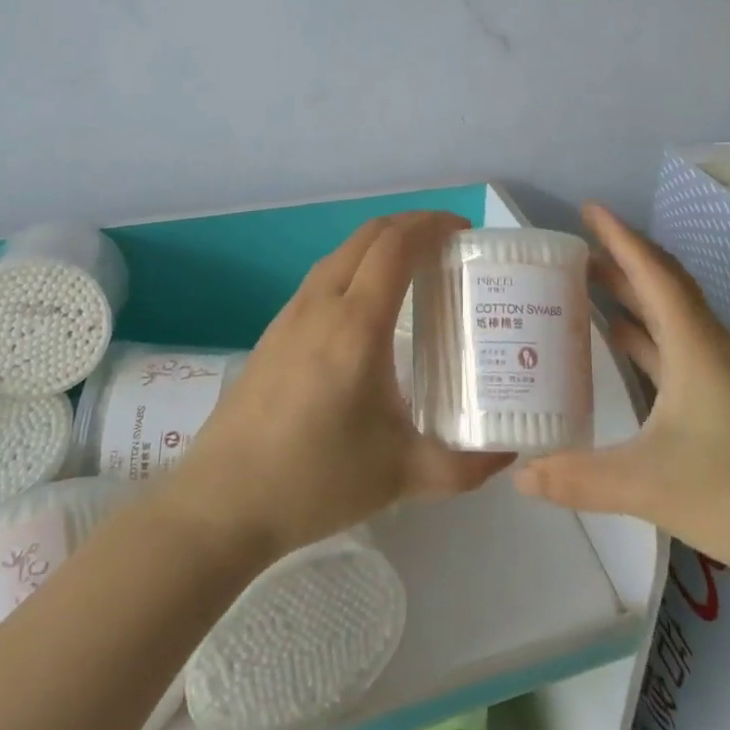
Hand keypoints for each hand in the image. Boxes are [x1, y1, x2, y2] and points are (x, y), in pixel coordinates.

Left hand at [175, 211, 512, 558]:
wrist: (221, 503)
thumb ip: (463, 465)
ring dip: (380, 243)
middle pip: (368, 236)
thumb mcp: (400, 474)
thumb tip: (507, 452)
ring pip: (341, 253)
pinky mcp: (274, 332)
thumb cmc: (314, 481)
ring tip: (414, 268)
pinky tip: (367, 307)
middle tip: (447, 244)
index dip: (431, 226)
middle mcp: (321, 305)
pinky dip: (355, 266)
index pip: (395, 246)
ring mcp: (291, 315)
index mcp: (355, 325)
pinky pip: (323, 277)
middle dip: (411, 225)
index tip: (463, 232)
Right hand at [514, 204, 729, 582]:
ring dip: (634, 294)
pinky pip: (676, 346)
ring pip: (671, 316)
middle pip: (663, 285)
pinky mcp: (724, 401)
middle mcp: (708, 348)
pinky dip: (645, 334)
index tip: (589, 209)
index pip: (653, 273)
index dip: (620, 237)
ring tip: (591, 284)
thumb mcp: (647, 484)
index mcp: (694, 346)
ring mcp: (720, 375)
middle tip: (579, 247)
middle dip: (623, 259)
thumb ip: (578, 478)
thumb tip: (519, 475)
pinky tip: (622, 344)